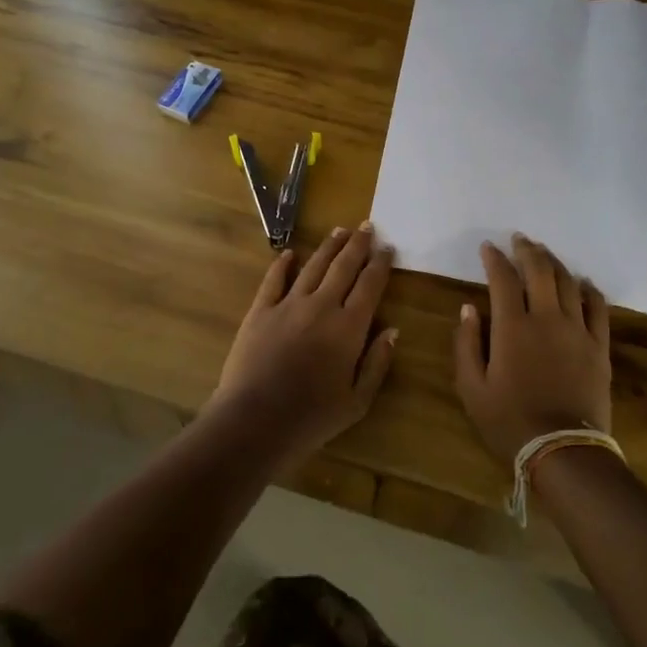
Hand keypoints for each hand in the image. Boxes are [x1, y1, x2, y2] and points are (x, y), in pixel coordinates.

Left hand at [206, 222, 398, 470]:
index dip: (380, 264)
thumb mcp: (357, 402)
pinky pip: (274, 280)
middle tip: (367, 226)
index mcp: (349, 328)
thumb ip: (376, 363)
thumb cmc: (311, 418)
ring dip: (328, 247)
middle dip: (357, 245)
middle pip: (343, 267)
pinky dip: (283, 264)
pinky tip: (290, 253)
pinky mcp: (260, 311)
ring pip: (312, 267)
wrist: (254, 420)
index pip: (370, 286)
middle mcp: (321, 307)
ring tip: (339, 231)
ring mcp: (287, 305)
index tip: (388, 247)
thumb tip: (392, 330)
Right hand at [453, 234, 610, 466]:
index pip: (502, 279)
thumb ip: (466, 343)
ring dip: (555, 263)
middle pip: (540, 270)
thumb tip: (469, 308)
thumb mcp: (471, 387)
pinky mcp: (598, 346)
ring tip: (544, 253)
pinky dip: (589, 289)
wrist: (562, 451)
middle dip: (527, 250)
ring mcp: (577, 330)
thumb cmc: (509, 421)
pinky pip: (598, 307)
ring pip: (568, 283)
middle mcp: (546, 318)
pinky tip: (582, 282)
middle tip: (519, 239)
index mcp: (512, 327)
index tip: (488, 247)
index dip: (494, 259)